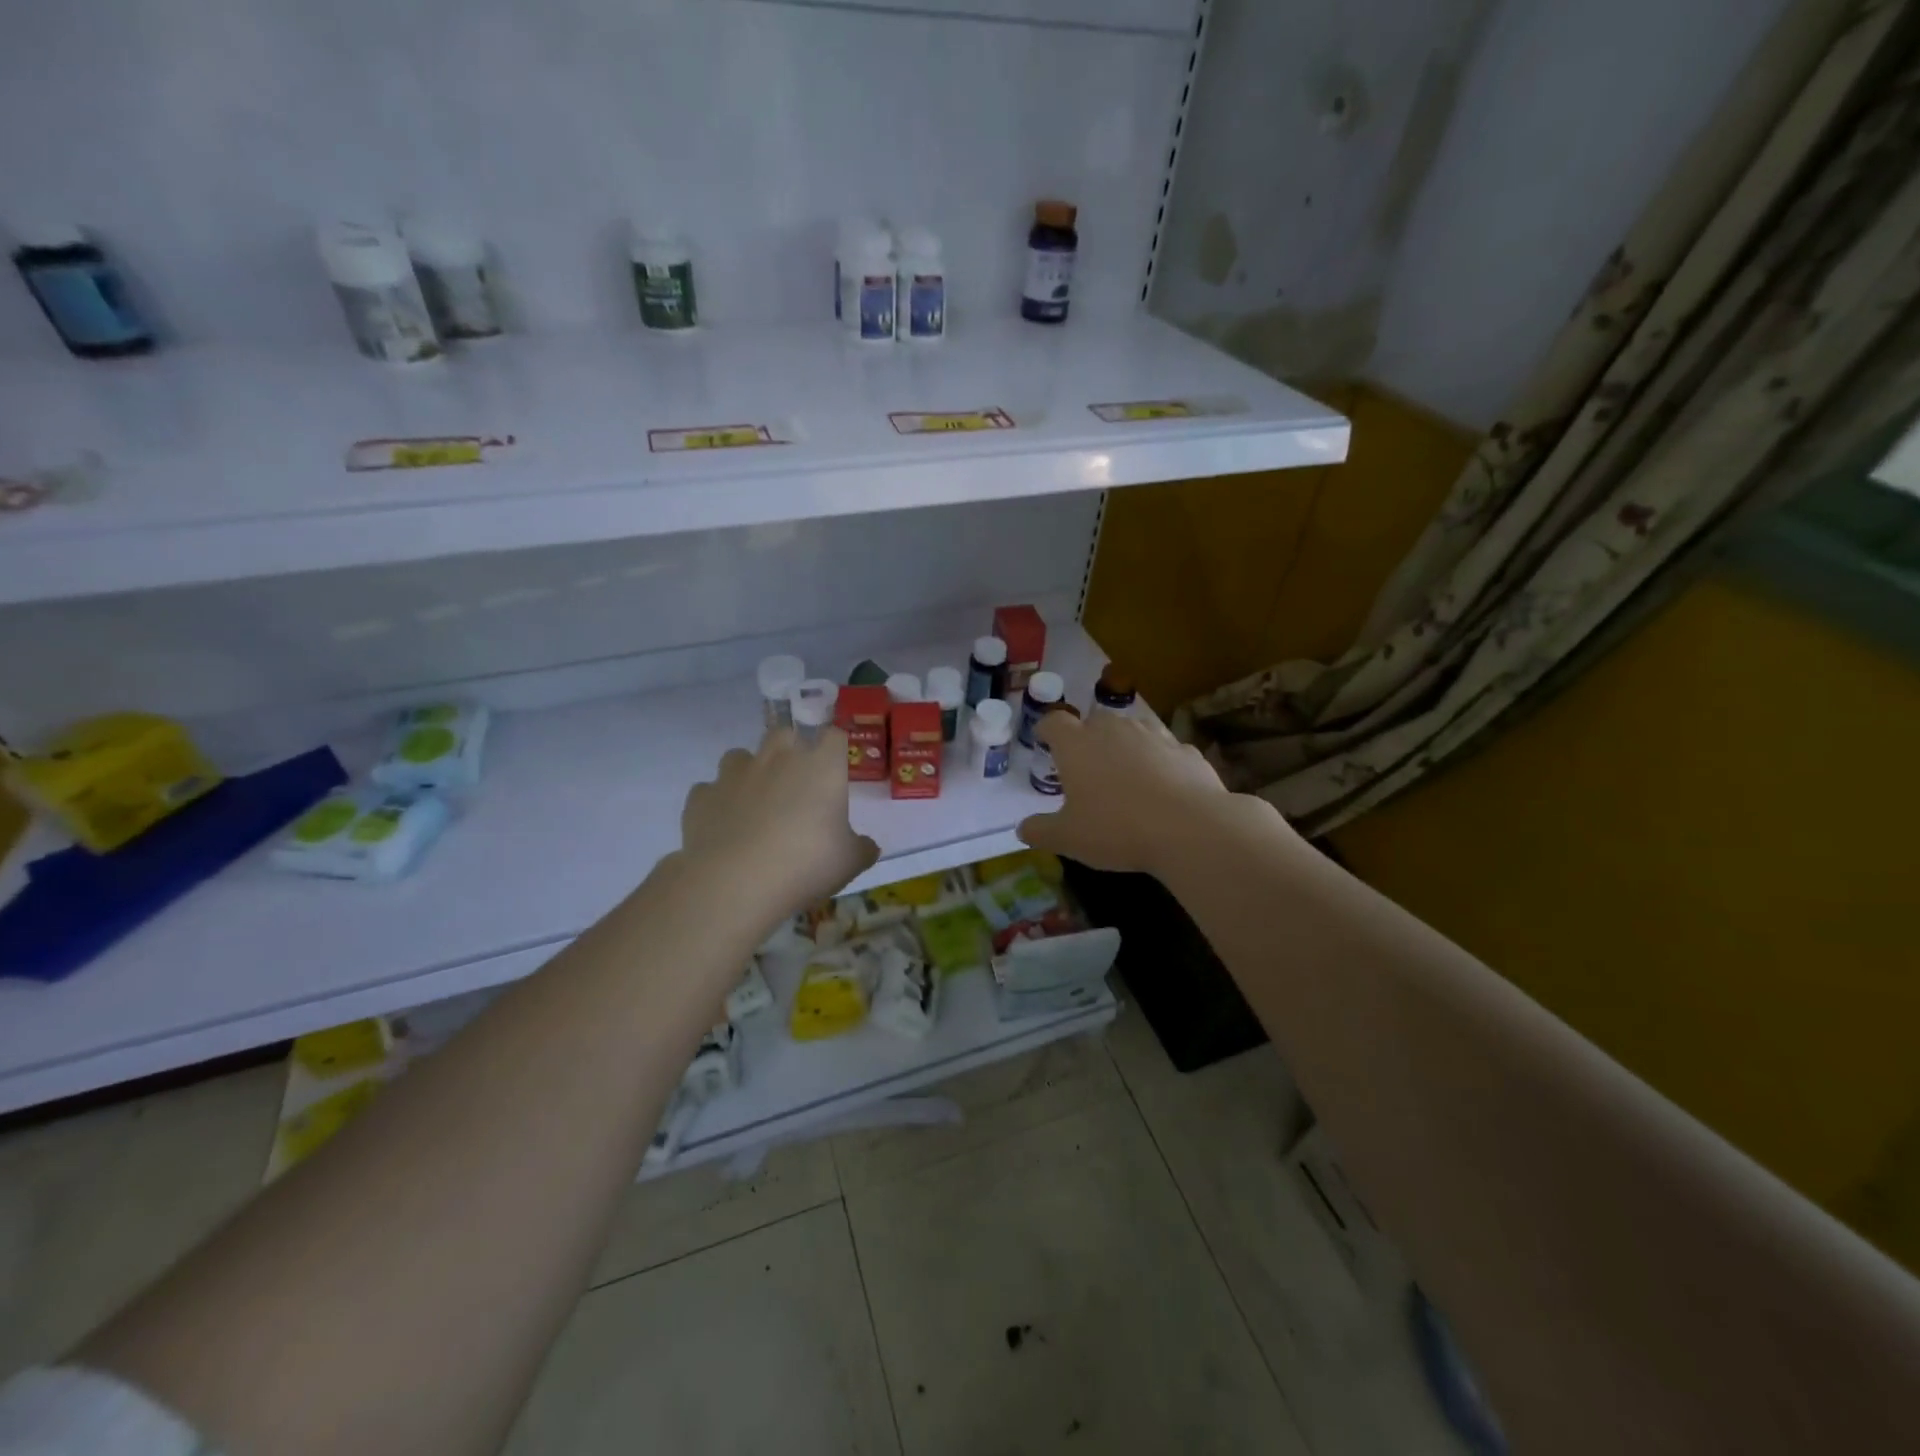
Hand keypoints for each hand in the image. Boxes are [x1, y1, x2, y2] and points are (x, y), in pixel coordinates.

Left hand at [679, 727, 880, 923]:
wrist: (735, 883)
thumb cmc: (806, 864)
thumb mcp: (850, 862)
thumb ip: (861, 848)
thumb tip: (867, 846)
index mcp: (821, 766)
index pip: (834, 736)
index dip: (835, 749)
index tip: (837, 769)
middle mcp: (777, 758)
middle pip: (785, 733)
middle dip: (790, 750)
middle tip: (796, 784)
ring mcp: (735, 774)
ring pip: (740, 756)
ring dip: (750, 772)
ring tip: (755, 803)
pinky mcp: (701, 797)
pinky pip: (711, 790)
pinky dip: (718, 803)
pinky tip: (725, 827)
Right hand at [1016, 711, 1229, 876]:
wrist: (1189, 828)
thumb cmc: (1116, 829)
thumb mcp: (1068, 838)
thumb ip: (1040, 831)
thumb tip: (1023, 828)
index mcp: (1077, 744)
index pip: (1054, 722)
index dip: (1046, 730)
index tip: (1045, 742)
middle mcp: (1113, 729)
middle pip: (1094, 722)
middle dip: (1087, 739)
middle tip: (1086, 768)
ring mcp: (1154, 735)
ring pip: (1132, 731)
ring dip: (1125, 747)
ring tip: (1126, 777)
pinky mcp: (1186, 750)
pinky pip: (1166, 751)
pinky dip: (1160, 763)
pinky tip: (1163, 789)